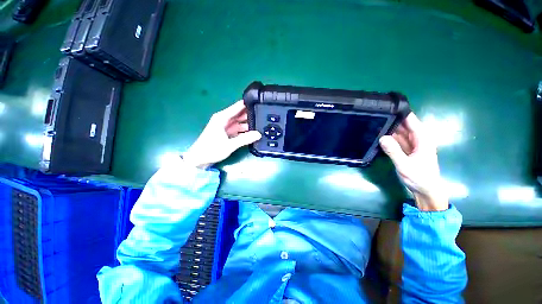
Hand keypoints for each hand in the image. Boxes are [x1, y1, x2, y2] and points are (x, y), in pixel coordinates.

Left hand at [183, 101, 261, 168]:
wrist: (199, 159)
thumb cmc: (211, 150)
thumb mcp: (229, 145)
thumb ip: (245, 139)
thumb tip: (259, 134)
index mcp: (222, 117)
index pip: (238, 106)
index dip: (249, 104)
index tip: (260, 103)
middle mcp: (224, 119)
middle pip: (240, 114)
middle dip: (251, 115)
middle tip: (264, 116)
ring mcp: (226, 126)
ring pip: (240, 122)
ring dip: (249, 124)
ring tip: (261, 125)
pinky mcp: (227, 133)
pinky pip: (238, 129)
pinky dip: (245, 130)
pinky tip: (253, 133)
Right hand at [379, 113, 448, 210]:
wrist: (426, 191)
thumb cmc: (420, 178)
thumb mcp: (405, 165)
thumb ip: (393, 151)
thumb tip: (382, 137)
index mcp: (423, 139)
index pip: (411, 121)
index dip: (401, 113)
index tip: (386, 107)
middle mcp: (418, 139)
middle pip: (404, 125)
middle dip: (391, 121)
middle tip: (374, 116)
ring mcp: (412, 144)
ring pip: (399, 132)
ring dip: (388, 129)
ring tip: (374, 124)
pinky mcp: (407, 150)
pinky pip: (397, 140)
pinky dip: (389, 138)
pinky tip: (379, 135)